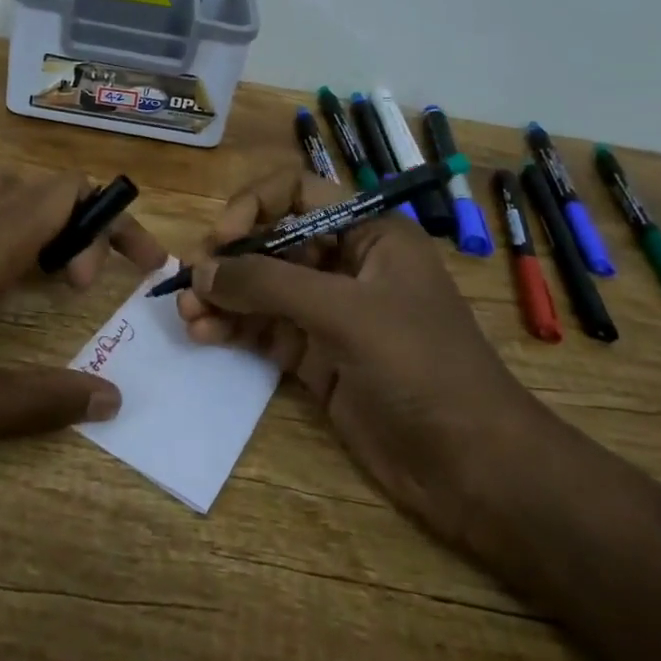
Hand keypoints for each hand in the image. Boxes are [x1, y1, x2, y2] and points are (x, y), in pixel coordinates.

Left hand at [0, 159, 167, 447]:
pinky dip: (6, 215)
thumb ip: (41, 402)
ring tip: (44, 270)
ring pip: (9, 181)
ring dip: (42, 213)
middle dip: (85, 222)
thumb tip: (112, 399)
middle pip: (47, 184)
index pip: (70, 194)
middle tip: (82, 286)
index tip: (137, 267)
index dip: (114, 221)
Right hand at [177, 167, 548, 541]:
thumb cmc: (421, 367)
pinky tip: (204, 335)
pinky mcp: (317, 356)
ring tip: (187, 315)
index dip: (255, 206)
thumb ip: (268, 285)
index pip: (297, 193)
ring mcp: (329, 312)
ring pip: (261, 289)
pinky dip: (233, 329)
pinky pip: (264, 330)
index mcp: (367, 232)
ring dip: (223, 297)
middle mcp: (345, 264)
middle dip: (229, 260)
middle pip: (271, 242)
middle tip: (191, 283)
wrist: (473, 467)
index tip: (223, 239)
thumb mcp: (344, 313)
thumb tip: (200, 272)